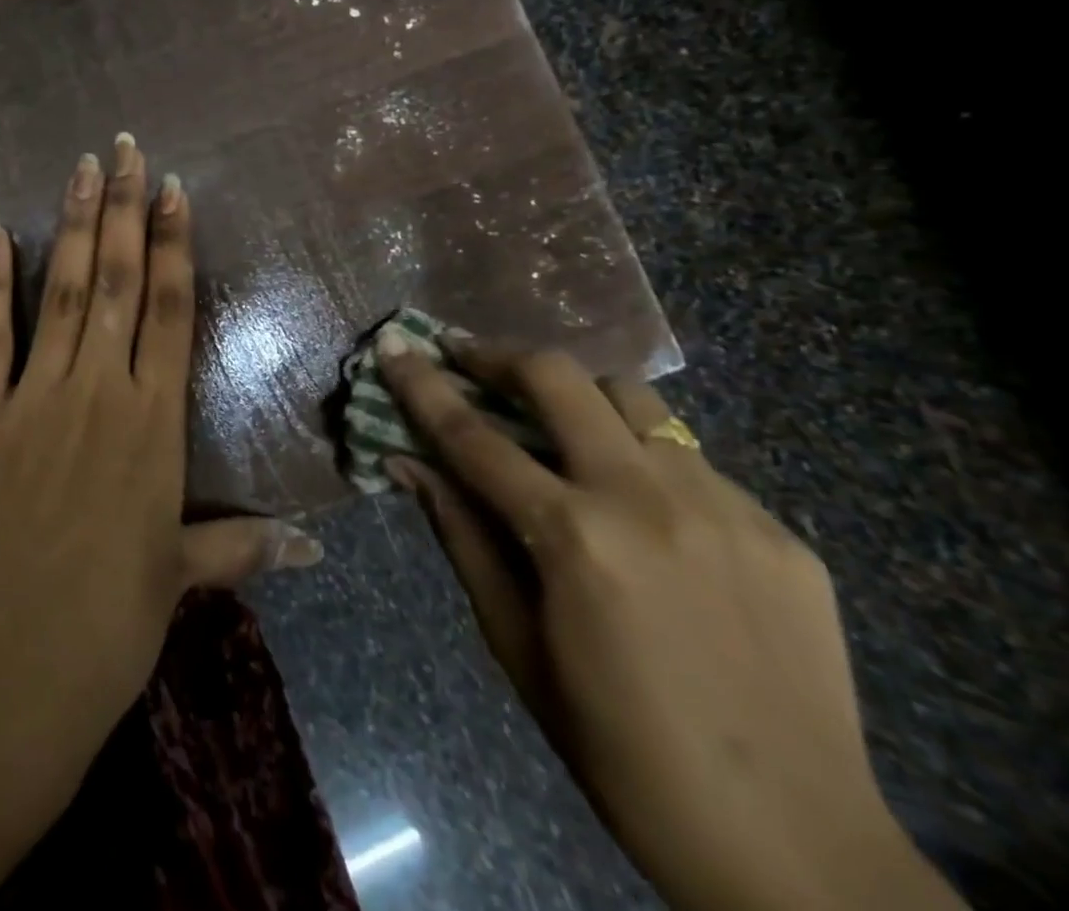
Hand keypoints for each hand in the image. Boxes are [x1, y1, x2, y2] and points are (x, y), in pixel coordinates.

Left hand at [0, 135, 322, 800]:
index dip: (172, 244)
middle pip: (117, 280)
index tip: (172, 189)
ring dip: (72, 223)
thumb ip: (244, 548)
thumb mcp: (183, 576)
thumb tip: (317, 550)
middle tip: (125, 147)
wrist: (16, 661)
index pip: (169, 309)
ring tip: (81, 166)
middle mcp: (102, 389)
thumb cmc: (112, 620)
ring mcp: (37, 395)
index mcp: (155, 421)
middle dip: (123, 208)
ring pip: (62, 289)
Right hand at [377, 331, 962, 910]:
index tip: (394, 342)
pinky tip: (641, 507)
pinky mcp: (778, 530)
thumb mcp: (515, 644)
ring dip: (578, 396)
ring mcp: (724, 507)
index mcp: (573, 537)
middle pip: (559, 379)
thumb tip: (407, 462)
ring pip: (633, 399)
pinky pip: (692, 459)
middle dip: (498, 357)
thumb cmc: (620, 749)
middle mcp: (647, 499)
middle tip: (467, 360)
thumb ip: (461, 536)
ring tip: (557, 422)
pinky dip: (643, 458)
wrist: (797, 849)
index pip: (473, 436)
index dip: (423, 383)